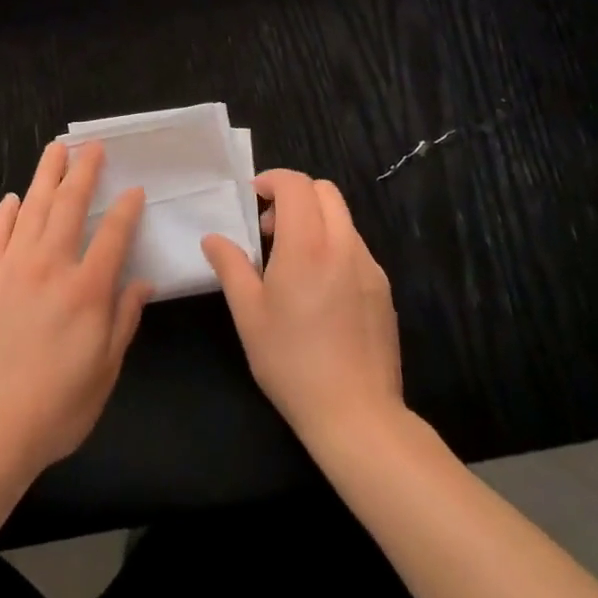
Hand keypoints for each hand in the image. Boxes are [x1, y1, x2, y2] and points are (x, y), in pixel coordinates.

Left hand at [0, 141, 149, 481]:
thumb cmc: (54, 409)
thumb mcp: (104, 373)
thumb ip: (123, 321)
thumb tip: (142, 282)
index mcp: (87, 289)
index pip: (114, 233)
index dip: (126, 208)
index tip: (134, 189)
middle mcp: (50, 265)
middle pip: (70, 204)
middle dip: (84, 170)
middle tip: (91, 145)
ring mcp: (10, 266)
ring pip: (32, 207)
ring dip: (46, 175)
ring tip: (55, 149)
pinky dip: (5, 212)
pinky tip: (13, 198)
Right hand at [202, 168, 402, 445]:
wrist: (357, 416)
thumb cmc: (292, 362)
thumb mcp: (248, 315)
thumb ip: (230, 266)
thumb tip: (214, 238)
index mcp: (307, 245)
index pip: (295, 184)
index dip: (271, 181)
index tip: (252, 202)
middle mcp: (343, 245)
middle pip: (324, 191)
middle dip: (294, 195)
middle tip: (269, 228)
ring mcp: (369, 267)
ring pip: (342, 218)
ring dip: (314, 221)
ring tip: (292, 261)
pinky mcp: (383, 289)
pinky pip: (355, 248)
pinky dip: (333, 246)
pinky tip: (319, 290)